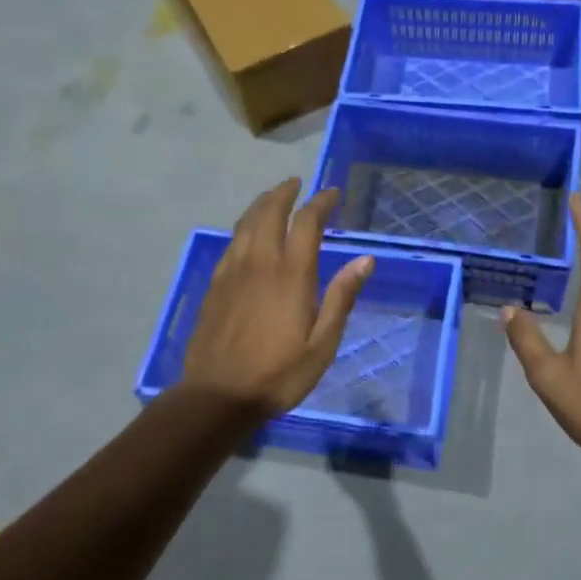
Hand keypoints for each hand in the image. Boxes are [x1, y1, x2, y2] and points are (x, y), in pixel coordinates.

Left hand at [181, 179, 372, 414]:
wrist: (217, 396)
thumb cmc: (279, 374)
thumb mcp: (322, 343)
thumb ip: (342, 297)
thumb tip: (366, 260)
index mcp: (290, 275)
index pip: (306, 223)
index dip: (320, 203)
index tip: (332, 193)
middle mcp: (259, 263)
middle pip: (269, 213)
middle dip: (284, 193)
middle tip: (297, 183)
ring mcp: (232, 272)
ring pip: (245, 224)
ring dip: (261, 204)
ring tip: (273, 198)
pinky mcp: (214, 285)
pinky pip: (231, 243)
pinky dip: (244, 227)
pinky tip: (248, 234)